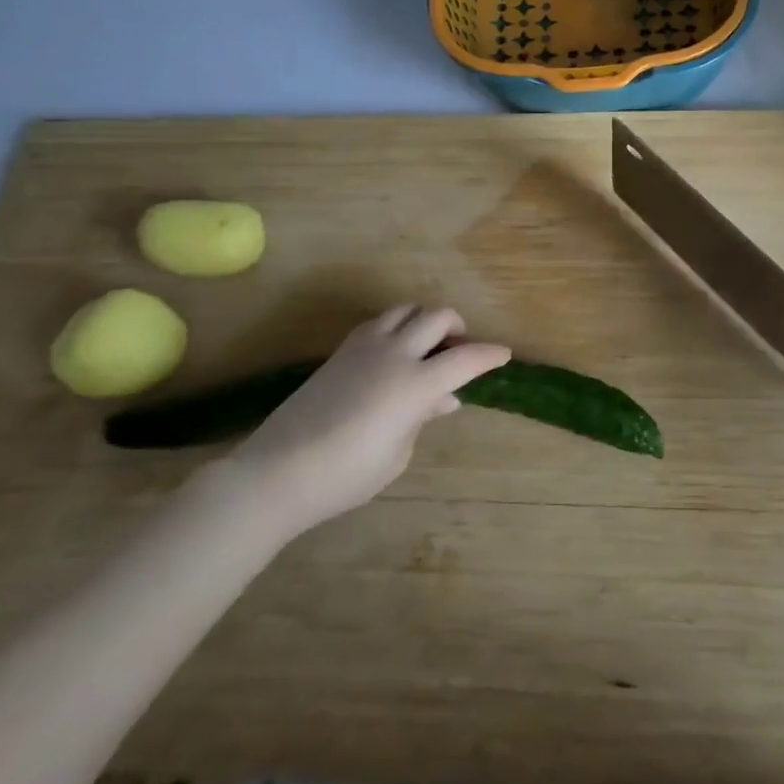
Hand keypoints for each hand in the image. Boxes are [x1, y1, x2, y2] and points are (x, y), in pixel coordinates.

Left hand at [229, 305, 509, 527]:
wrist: (279, 470)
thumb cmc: (347, 474)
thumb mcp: (397, 453)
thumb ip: (423, 417)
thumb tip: (444, 398)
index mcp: (417, 383)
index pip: (466, 358)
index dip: (490, 354)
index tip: (504, 354)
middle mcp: (395, 354)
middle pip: (437, 317)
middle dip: (457, 327)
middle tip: (461, 350)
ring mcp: (365, 347)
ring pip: (406, 309)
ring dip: (425, 320)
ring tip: (427, 346)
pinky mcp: (341, 351)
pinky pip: (379, 322)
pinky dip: (397, 327)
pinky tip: (394, 353)